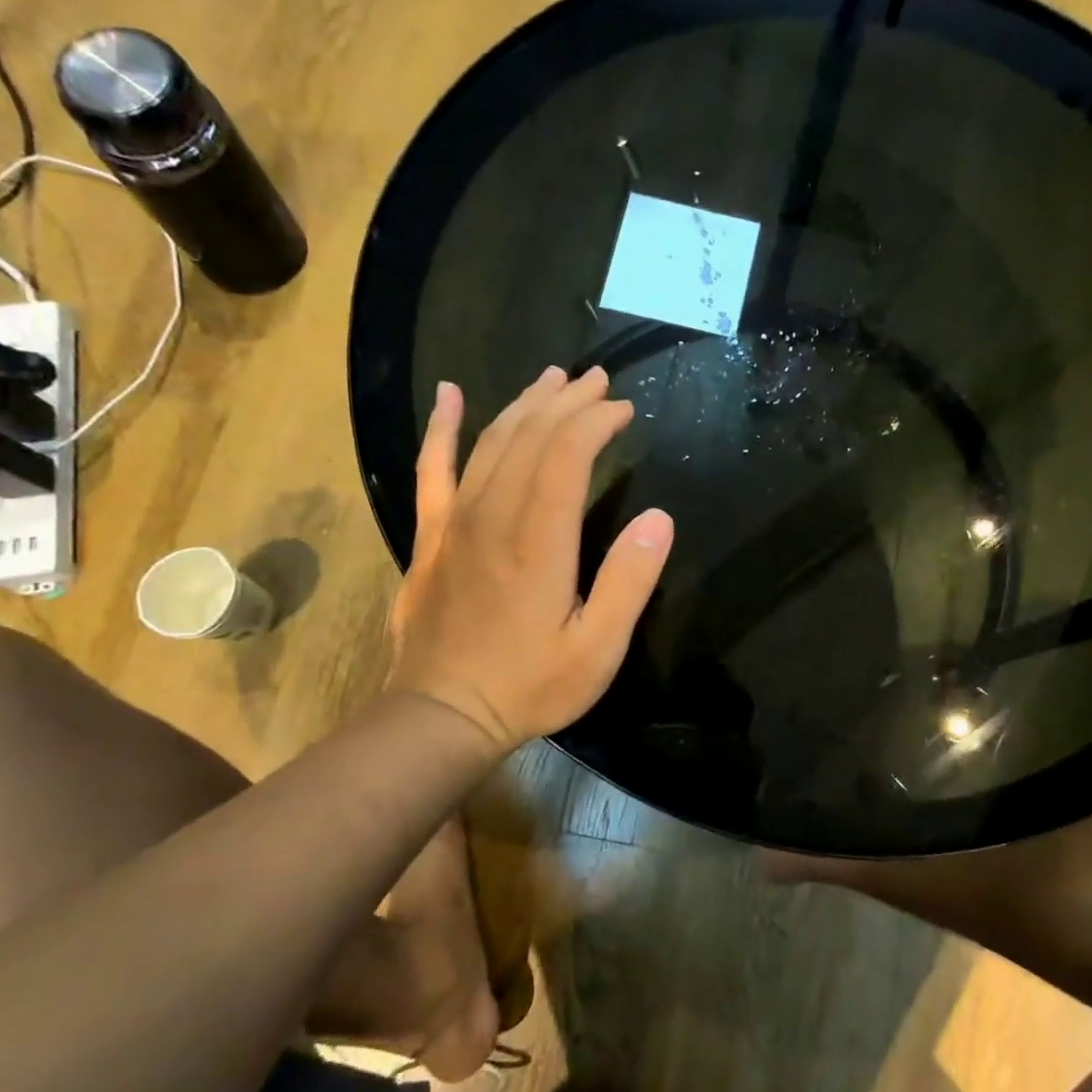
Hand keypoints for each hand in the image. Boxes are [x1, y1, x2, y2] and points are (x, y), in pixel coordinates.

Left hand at [388, 366, 673, 753]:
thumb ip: (629, 581)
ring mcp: (456, 521)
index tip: (624, 410)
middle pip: (531, 435)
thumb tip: (659, 518)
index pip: (567, 453)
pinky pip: (432, 468)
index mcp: (539, 539)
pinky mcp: (431, 535)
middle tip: (599, 381)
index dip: (597, 421)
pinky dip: (442, 427)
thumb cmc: (529, 684)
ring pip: (490, 442)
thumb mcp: (598, 648)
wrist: (442, 713)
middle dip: (568, 401)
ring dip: (525, 404)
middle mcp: (494, 514)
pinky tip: (449, 395)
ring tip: (552, 378)